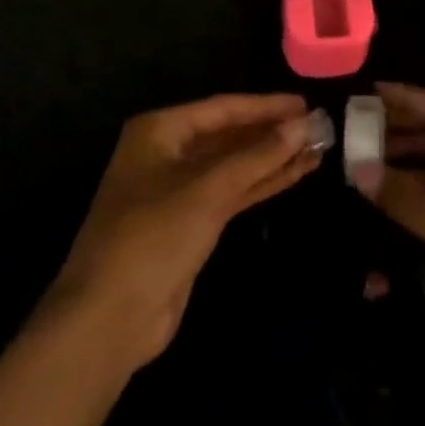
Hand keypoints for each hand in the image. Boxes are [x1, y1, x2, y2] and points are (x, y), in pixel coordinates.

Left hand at [45, 93, 319, 366]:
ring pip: (234, 166)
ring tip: (316, 148)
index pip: (223, 108)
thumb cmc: (152, 238)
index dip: (265, 106)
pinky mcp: (189, 224)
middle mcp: (167, 153)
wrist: (108, 322)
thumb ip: (258, 156)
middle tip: (316, 126)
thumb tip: (303, 125)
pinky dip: (261, 184)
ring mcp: (177, 190)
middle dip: (271, 133)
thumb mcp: (208, 191)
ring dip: (272, 159)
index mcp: (160, 131)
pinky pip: (232, 193)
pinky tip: (295, 174)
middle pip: (229, 135)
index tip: (304, 103)